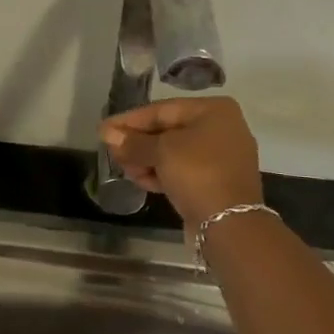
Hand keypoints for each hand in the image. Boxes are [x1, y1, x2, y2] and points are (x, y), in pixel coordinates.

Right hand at [100, 96, 263, 229]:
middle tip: (112, 152)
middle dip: (137, 143)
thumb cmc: (197, 173)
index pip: (161, 110)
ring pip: (173, 152)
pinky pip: (182, 170)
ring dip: (146, 160)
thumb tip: (107, 133)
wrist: (229, 223)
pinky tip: (141, 180)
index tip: (104, 130)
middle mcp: (220, 128)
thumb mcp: (161, 151)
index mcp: (213, 110)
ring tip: (125, 170)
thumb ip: (133, 142)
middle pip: (167, 130)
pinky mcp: (215, 181)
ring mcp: (220, 156)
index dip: (129, 120)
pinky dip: (161, 173)